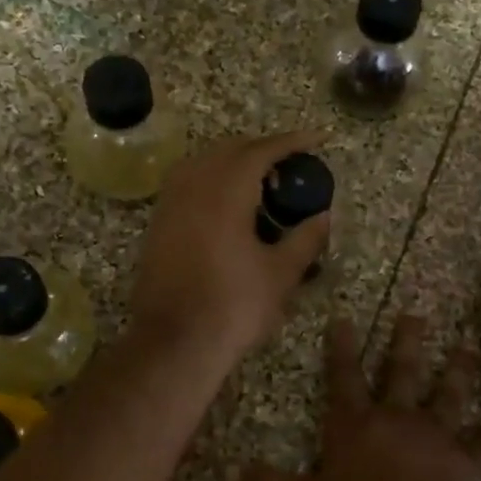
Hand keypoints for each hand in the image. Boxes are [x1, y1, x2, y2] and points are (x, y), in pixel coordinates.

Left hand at [131, 130, 331, 357]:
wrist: (174, 342)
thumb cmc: (233, 307)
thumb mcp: (280, 274)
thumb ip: (305, 238)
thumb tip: (323, 216)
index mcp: (225, 190)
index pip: (261, 150)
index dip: (292, 141)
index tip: (318, 138)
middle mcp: (193, 186)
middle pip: (229, 149)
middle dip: (261, 149)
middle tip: (290, 163)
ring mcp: (169, 204)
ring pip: (203, 164)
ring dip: (233, 162)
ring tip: (260, 182)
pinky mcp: (157, 225)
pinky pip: (187, 185)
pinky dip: (211, 181)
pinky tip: (228, 206)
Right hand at [239, 313, 480, 480]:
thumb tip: (230, 477)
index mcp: (356, 424)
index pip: (343, 378)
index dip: (340, 348)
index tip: (344, 317)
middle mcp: (395, 418)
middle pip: (401, 373)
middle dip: (407, 343)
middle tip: (417, 314)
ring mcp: (433, 435)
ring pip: (447, 394)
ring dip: (459, 370)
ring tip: (469, 344)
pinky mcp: (463, 458)